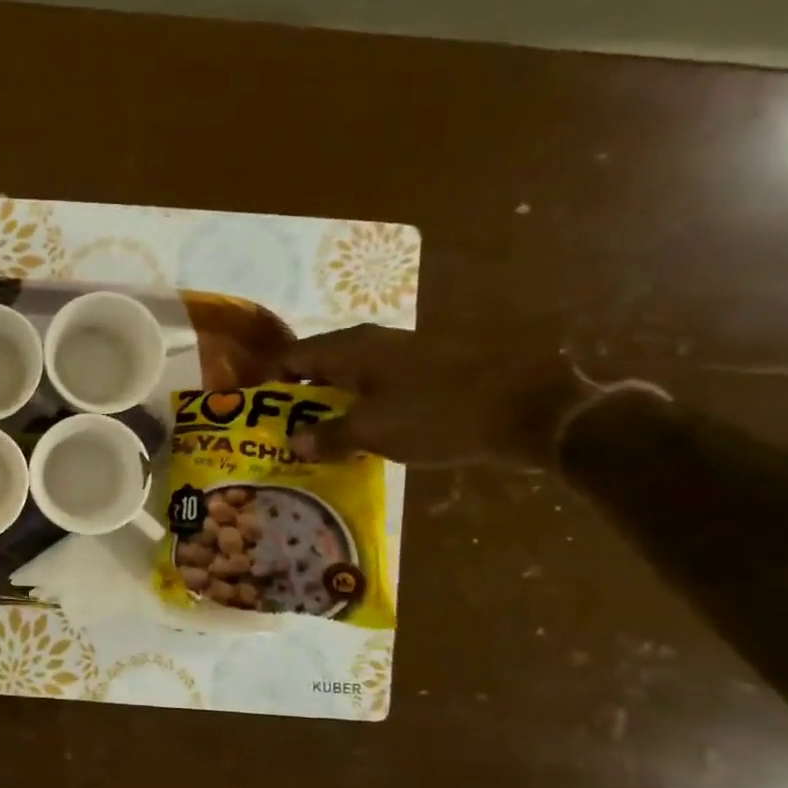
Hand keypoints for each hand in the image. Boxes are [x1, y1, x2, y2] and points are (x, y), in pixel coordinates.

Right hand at [277, 324, 599, 469]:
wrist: (531, 409)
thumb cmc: (439, 414)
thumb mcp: (374, 430)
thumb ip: (327, 435)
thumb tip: (293, 443)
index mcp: (351, 349)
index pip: (291, 358)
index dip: (269, 384)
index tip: (256, 416)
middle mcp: (371, 344)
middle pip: (317, 368)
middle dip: (296, 401)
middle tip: (281, 436)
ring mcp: (402, 357)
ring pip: (349, 380)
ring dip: (329, 408)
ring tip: (316, 443)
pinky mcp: (427, 374)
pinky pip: (377, 390)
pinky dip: (360, 411)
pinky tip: (361, 439)